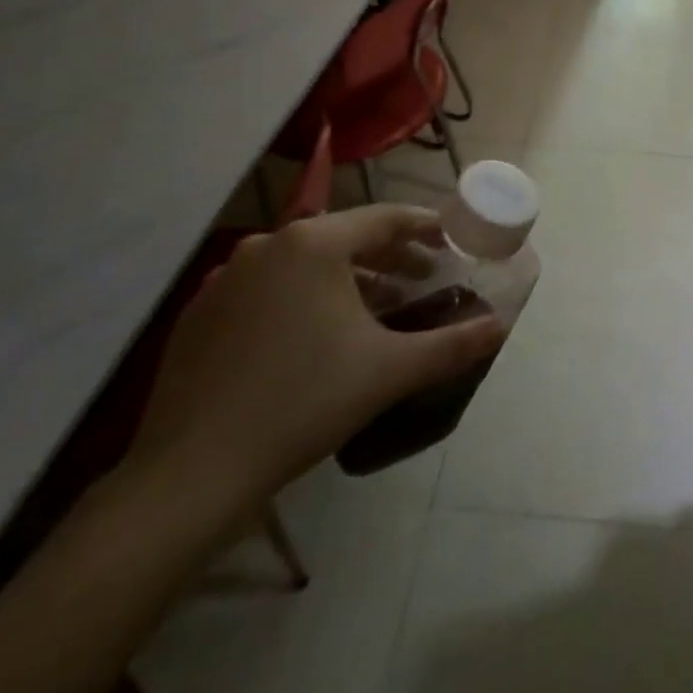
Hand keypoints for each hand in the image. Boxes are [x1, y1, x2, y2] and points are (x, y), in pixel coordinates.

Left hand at [130, 206, 505, 507]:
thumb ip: (453, 344)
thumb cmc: (303, 403)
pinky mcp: (201, 311)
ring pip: (305, 263)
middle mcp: (269, 243)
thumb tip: (501, 328)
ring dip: (347, 279)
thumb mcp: (390, 371)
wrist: (191, 474)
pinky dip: (302, 298)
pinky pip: (268, 288)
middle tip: (422, 280)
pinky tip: (316, 337)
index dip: (425, 228)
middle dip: (389, 257)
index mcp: (315, 242)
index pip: (386, 218)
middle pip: (345, 237)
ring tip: (376, 310)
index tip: (451, 241)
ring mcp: (227, 276)